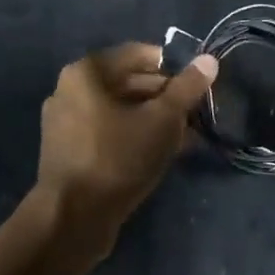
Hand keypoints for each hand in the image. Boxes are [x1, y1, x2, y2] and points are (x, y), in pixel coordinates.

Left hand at [38, 43, 217, 247]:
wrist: (72, 220)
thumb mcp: (162, 120)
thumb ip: (186, 88)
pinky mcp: (68, 151)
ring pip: (120, 110)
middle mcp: (70, 90)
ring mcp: (66, 122)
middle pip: (128, 82)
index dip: (172, 66)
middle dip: (165, 96)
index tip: (198, 84)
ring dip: (154, 119)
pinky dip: (135, 135)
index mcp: (86, 73)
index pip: (138, 54)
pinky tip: (163, 153)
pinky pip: (108, 131)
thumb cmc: (118, 158)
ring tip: (186, 136)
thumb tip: (209, 60)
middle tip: (196, 113)